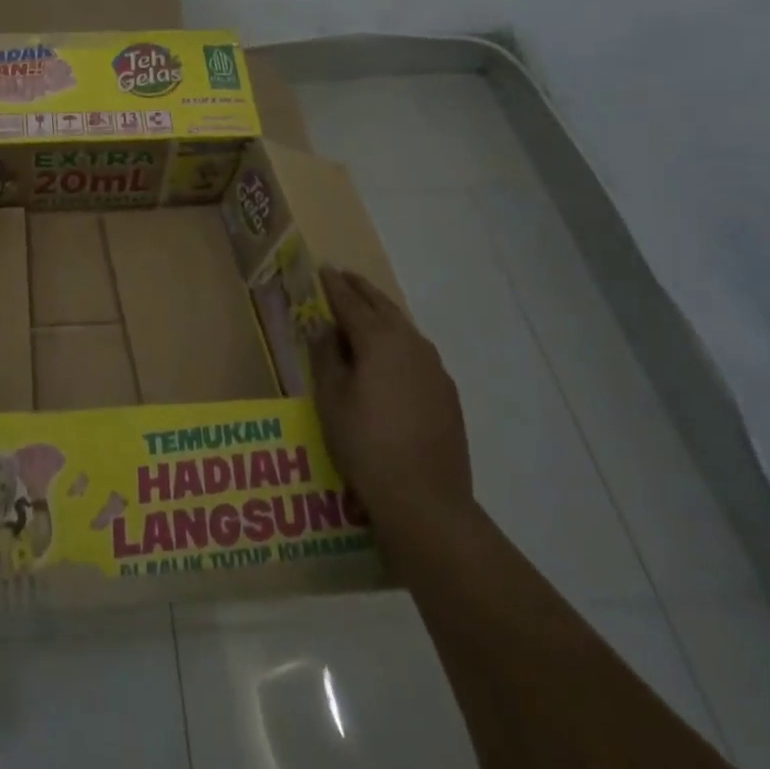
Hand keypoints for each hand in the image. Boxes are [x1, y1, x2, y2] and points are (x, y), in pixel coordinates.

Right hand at [309, 266, 471, 529]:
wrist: (425, 499)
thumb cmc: (365, 443)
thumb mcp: (331, 398)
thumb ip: (326, 356)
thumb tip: (325, 328)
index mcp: (379, 340)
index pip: (351, 303)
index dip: (334, 286)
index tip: (323, 269)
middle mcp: (411, 344)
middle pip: (383, 307)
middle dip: (361, 291)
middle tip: (344, 277)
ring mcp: (434, 368)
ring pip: (403, 327)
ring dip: (382, 313)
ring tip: (365, 309)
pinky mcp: (446, 392)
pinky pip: (417, 351)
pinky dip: (398, 339)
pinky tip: (390, 353)